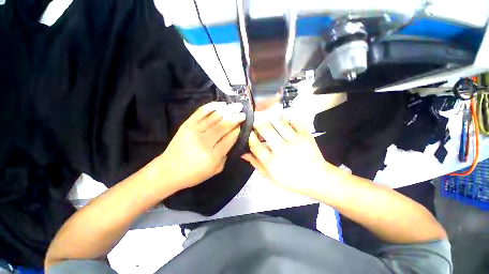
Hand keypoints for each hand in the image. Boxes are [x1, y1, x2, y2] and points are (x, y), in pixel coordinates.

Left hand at [157, 101, 245, 190]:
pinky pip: (201, 111)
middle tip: (243, 112)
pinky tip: (221, 104)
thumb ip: (226, 154)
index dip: (238, 129)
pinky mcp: (187, 124)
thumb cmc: (194, 173)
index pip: (230, 137)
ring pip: (215, 116)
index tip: (243, 124)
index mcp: (213, 155)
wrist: (169, 170)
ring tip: (236, 106)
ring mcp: (194, 130)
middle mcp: (205, 141)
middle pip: (224, 125)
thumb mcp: (215, 169)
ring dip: (228, 109)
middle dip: (236, 117)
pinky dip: (212, 106)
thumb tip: (233, 138)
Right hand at [242, 118, 332, 194]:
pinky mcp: (306, 135)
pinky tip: (285, 126)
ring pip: (278, 122)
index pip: (255, 145)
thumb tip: (243, 153)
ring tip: (270, 125)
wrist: (318, 179)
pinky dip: (287, 121)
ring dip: (271, 122)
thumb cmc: (292, 181)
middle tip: (258, 127)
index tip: (249, 133)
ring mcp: (296, 140)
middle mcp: (283, 149)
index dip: (250, 137)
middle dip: (258, 125)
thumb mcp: (271, 177)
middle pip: (265, 129)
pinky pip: (293, 121)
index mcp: (272, 163)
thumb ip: (256, 164)